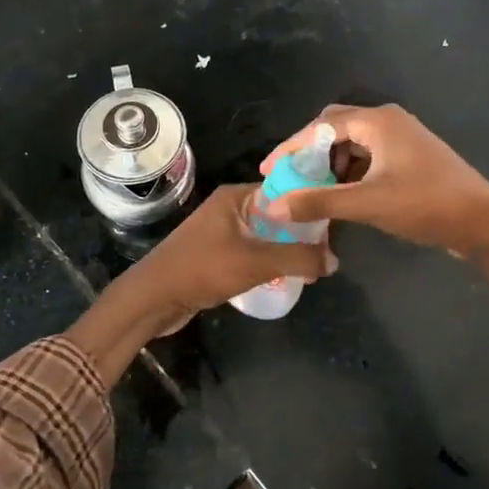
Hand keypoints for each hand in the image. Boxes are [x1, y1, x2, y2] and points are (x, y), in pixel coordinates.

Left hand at [129, 184, 335, 328]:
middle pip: (277, 214)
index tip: (335, 225)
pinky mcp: (216, 253)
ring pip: (265, 235)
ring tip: (311, 268)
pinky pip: (253, 251)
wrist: (154, 298)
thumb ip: (298, 258)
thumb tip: (334, 260)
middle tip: (326, 253)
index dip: (309, 206)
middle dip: (301, 232)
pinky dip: (269, 261)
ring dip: (286, 249)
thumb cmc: (204, 269)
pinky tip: (284, 277)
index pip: (284, 191)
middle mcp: (229, 207)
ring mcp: (221, 231)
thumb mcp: (257, 262)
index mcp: (236, 196)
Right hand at [262, 104, 488, 253]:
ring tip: (314, 192)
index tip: (268, 170)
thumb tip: (272, 207)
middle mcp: (388, 121)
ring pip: (352, 144)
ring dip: (330, 165)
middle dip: (310, 153)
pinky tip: (343, 196)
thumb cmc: (425, 204)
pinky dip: (350, 173)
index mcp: (378, 121)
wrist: (484, 221)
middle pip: (335, 128)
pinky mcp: (410, 157)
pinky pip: (369, 156)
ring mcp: (402, 138)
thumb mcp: (367, 204)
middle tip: (290, 179)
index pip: (320, 126)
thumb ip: (318, 202)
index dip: (290, 148)